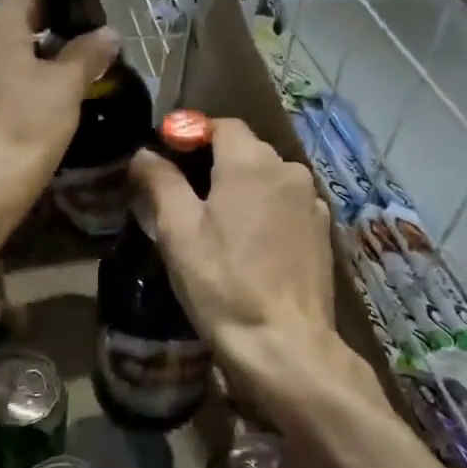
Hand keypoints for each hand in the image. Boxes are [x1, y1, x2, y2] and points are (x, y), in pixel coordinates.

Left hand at [0, 0, 117, 202]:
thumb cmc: (28, 126)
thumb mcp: (67, 86)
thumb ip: (88, 52)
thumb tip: (108, 33)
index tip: (88, 9)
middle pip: (14, 15)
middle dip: (48, 22)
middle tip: (82, 41)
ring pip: (1, 45)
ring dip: (31, 49)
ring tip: (63, 69)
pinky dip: (12, 72)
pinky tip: (33, 96)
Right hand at [130, 120, 376, 416]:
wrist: (284, 342)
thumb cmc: (222, 282)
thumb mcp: (178, 231)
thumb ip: (160, 182)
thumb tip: (145, 153)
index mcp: (251, 162)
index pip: (220, 125)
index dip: (190, 134)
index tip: (164, 158)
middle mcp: (288, 170)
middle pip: (244, 149)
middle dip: (212, 162)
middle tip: (180, 195)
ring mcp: (311, 201)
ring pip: (266, 178)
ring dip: (239, 188)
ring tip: (213, 222)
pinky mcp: (322, 231)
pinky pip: (284, 204)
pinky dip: (262, 210)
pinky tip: (246, 242)